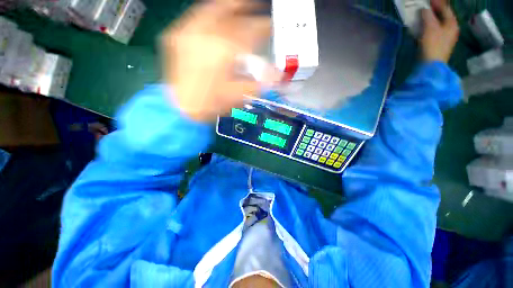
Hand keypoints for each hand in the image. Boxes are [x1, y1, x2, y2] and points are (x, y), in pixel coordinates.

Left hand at [161, 0, 273, 121]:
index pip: (250, 33)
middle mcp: (206, 35)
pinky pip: (195, 17)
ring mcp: (188, 32)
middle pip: (232, 15)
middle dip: (248, 11)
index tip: (271, 27)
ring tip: (240, 4)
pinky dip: (209, 13)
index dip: (264, 28)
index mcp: (224, 51)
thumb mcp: (238, 95)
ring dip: (229, 6)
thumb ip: (259, 83)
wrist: (181, 108)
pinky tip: (216, 15)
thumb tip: (278, 76)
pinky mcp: (177, 36)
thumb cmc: (211, 104)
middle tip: (257, 9)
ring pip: (213, 10)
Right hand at [421, 0, 459, 62]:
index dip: (437, 2)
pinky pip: (434, 31)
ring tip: (422, 16)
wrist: (431, 66)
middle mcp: (451, 29)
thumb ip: (428, 16)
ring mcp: (445, 38)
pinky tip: (422, 28)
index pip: (446, 8)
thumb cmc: (433, 45)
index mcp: (452, 23)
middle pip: (443, 16)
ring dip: (430, 19)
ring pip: (438, 24)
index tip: (428, 0)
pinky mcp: (438, 44)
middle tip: (425, 7)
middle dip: (434, 11)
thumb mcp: (430, 27)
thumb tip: (425, 9)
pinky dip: (428, 27)